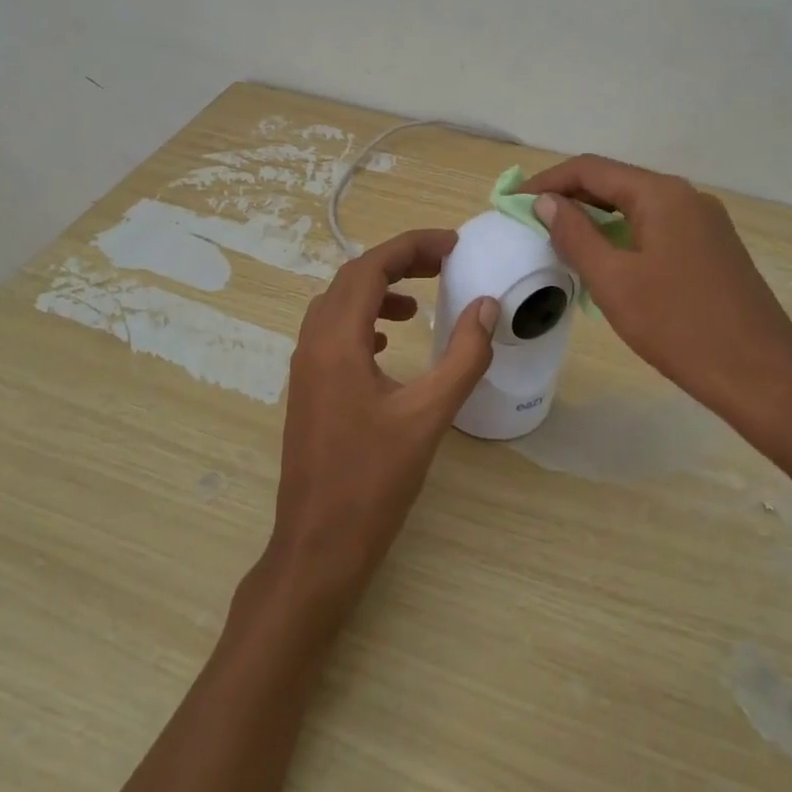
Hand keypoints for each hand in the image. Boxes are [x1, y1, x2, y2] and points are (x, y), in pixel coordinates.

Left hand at [266, 229, 498, 626]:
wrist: (317, 546)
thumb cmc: (373, 482)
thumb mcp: (428, 417)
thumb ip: (463, 358)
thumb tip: (486, 306)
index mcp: (336, 340)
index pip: (370, 267)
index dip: (412, 246)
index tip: (454, 245)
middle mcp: (313, 343)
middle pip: (351, 279)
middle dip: (398, 263)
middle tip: (444, 264)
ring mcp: (304, 367)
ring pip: (338, 305)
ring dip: (378, 291)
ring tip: (419, 304)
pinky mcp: (307, 390)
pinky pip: (332, 334)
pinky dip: (363, 323)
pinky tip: (389, 345)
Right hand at [522, 155, 791, 446]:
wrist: (761, 376)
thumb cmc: (679, 326)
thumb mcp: (613, 281)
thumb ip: (575, 234)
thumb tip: (547, 202)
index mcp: (661, 194)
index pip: (591, 169)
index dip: (546, 182)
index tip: (512, 203)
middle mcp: (686, 196)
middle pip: (615, 182)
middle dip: (569, 197)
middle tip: (529, 221)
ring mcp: (705, 222)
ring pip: (637, 206)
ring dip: (595, 217)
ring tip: (559, 240)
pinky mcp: (714, 248)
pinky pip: (657, 227)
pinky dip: (623, 234)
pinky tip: (606, 260)